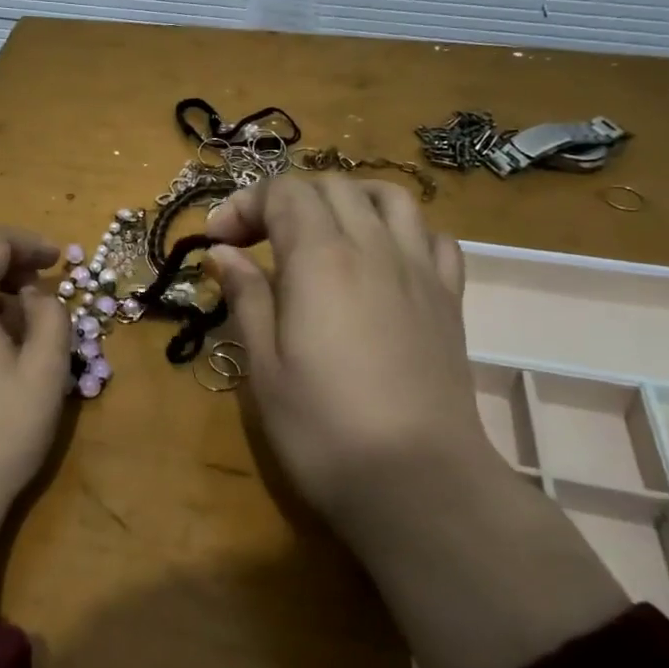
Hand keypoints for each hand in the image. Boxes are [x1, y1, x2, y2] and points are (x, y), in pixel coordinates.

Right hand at [207, 174, 626, 667]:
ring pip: (388, 196)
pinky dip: (399, 228)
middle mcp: (373, 247)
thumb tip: (223, 251)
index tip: (219, 240)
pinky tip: (380, 256)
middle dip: (286, 199)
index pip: (284, 193)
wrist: (419, 481)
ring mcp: (419, 268)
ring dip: (346, 198)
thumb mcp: (264, 365)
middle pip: (331, 186)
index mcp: (321, 258)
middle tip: (256, 240)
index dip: (245, 205)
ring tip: (320, 230)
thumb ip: (246, 296)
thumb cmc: (323, 428)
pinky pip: (431, 235)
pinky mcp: (449, 296)